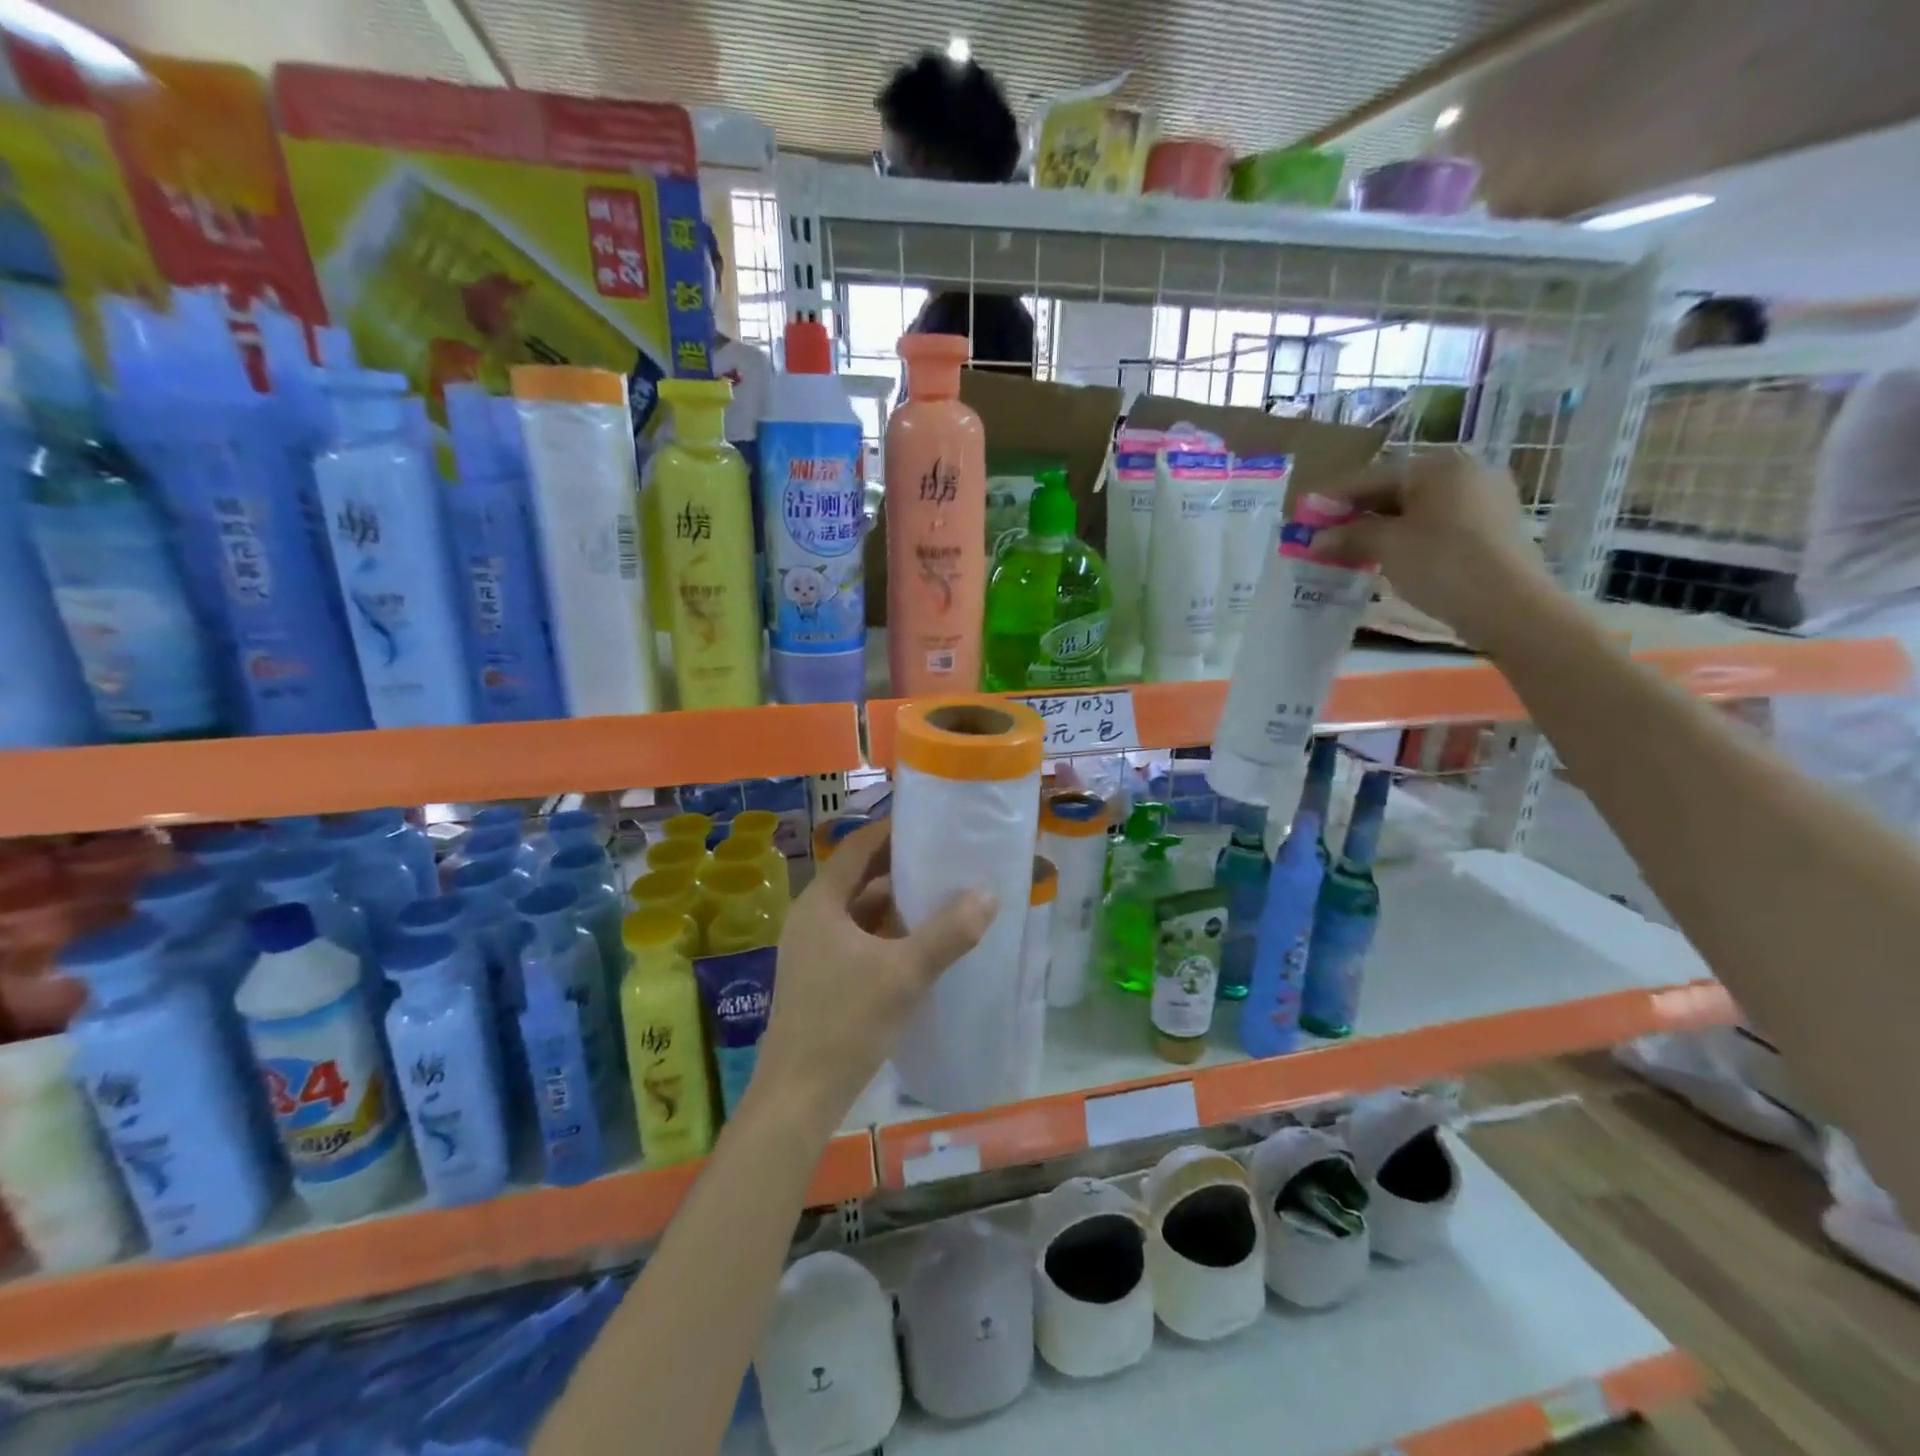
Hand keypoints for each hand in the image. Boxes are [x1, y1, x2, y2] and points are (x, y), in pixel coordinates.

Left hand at [751, 820, 995, 1131]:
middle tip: (948, 858)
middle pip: (860, 878)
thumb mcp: (904, 973)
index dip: (893, 830)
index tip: (932, 822)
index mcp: (821, 903)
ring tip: (944, 896)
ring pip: (861, 912)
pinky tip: (922, 944)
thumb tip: (989, 894)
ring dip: (898, 904)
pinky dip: (889, 934)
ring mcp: (814, 950)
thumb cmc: (845, 1023)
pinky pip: (860, 940)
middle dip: (902, 868)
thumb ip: (948, 933)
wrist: (799, 1097)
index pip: (859, 847)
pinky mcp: (822, 978)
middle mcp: (812, 918)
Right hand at [1311, 449, 1558, 651]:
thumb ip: (1350, 536)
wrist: (1509, 605)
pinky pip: (1439, 525)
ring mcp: (1486, 500)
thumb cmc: (1442, 563)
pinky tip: (1389, 557)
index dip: (1336, 498)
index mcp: (1440, 466)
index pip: (1374, 478)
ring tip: (1352, 549)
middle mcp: (1467, 473)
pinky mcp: (1494, 528)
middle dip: (1360, 514)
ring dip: (1383, 528)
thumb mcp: (1387, 547)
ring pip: (1419, 510)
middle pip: (1398, 491)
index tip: (1307, 514)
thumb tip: (1317, 539)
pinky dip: (1410, 538)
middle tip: (1327, 535)